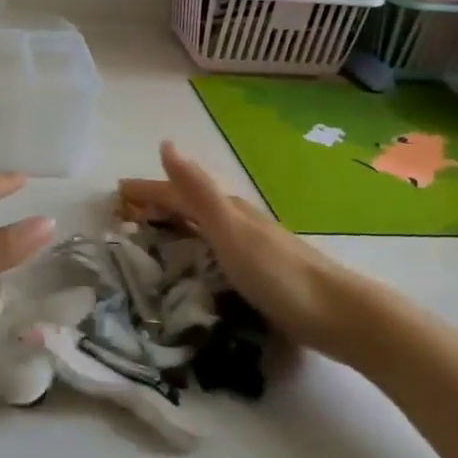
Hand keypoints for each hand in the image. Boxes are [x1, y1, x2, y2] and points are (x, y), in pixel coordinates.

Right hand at [119, 142, 348, 354]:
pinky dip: (197, 247)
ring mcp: (254, 246)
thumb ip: (198, 191)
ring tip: (153, 234)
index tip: (116, 192)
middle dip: (159, 205)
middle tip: (126, 214)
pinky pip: (216, 249)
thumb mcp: (230, 231)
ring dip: (177, 224)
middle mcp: (240, 221)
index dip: (147, 191)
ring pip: (205, 226)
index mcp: (228, 210)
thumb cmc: (279, 274)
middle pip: (191, 205)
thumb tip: (166, 144)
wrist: (340, 314)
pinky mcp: (263, 271)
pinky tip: (197, 263)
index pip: (178, 192)